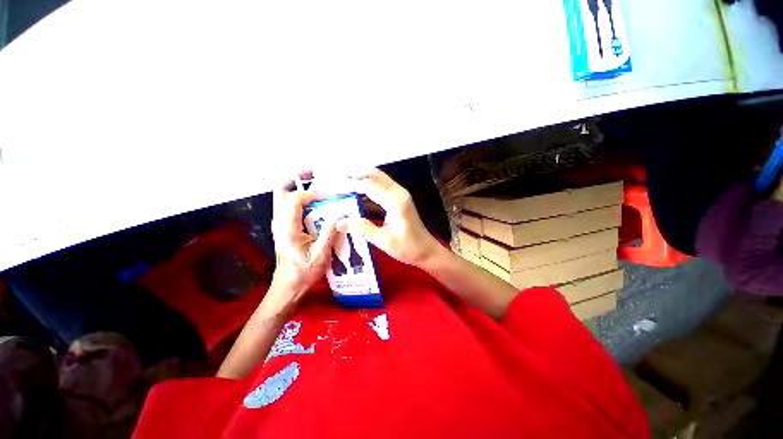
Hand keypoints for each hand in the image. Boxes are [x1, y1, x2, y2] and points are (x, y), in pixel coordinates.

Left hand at [268, 179, 339, 310]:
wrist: (288, 286)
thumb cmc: (304, 272)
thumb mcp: (321, 254)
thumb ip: (330, 232)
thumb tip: (342, 213)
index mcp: (287, 228)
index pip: (295, 199)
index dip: (314, 193)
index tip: (331, 196)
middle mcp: (279, 221)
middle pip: (281, 190)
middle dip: (296, 178)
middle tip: (313, 173)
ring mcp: (280, 223)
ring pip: (283, 196)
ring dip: (298, 186)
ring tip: (318, 183)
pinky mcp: (285, 226)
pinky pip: (290, 205)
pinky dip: (301, 198)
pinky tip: (317, 201)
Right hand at [336, 169, 440, 268]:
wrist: (427, 251)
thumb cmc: (408, 248)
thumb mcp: (384, 241)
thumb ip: (362, 229)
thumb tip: (339, 222)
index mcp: (396, 201)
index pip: (370, 186)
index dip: (352, 184)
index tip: (335, 184)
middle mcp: (399, 193)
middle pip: (376, 175)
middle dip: (357, 173)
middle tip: (338, 175)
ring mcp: (401, 195)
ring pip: (379, 179)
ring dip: (363, 178)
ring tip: (344, 182)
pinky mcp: (400, 200)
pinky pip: (382, 188)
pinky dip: (369, 188)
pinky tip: (358, 194)